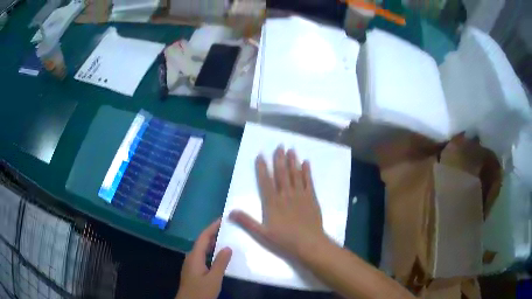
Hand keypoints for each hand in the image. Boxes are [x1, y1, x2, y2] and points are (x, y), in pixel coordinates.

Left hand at [176, 218, 231, 298]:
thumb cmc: (201, 291)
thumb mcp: (214, 278)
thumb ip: (220, 263)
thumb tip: (228, 247)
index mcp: (194, 257)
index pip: (203, 237)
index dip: (212, 227)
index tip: (222, 219)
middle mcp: (191, 257)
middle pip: (201, 242)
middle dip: (213, 233)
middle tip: (227, 229)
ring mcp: (191, 264)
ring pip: (202, 249)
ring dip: (212, 243)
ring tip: (225, 239)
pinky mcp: (193, 271)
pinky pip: (202, 256)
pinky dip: (210, 252)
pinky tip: (218, 256)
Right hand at [230, 146, 328, 260]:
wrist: (309, 244)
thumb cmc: (285, 240)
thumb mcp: (262, 234)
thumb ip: (246, 222)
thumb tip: (230, 212)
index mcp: (272, 203)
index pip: (265, 181)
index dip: (262, 168)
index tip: (261, 155)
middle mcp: (286, 195)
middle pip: (281, 174)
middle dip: (279, 159)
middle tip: (279, 146)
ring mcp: (300, 195)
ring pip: (295, 174)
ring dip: (292, 161)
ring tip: (291, 149)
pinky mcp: (312, 198)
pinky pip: (309, 181)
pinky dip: (307, 171)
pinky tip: (306, 163)